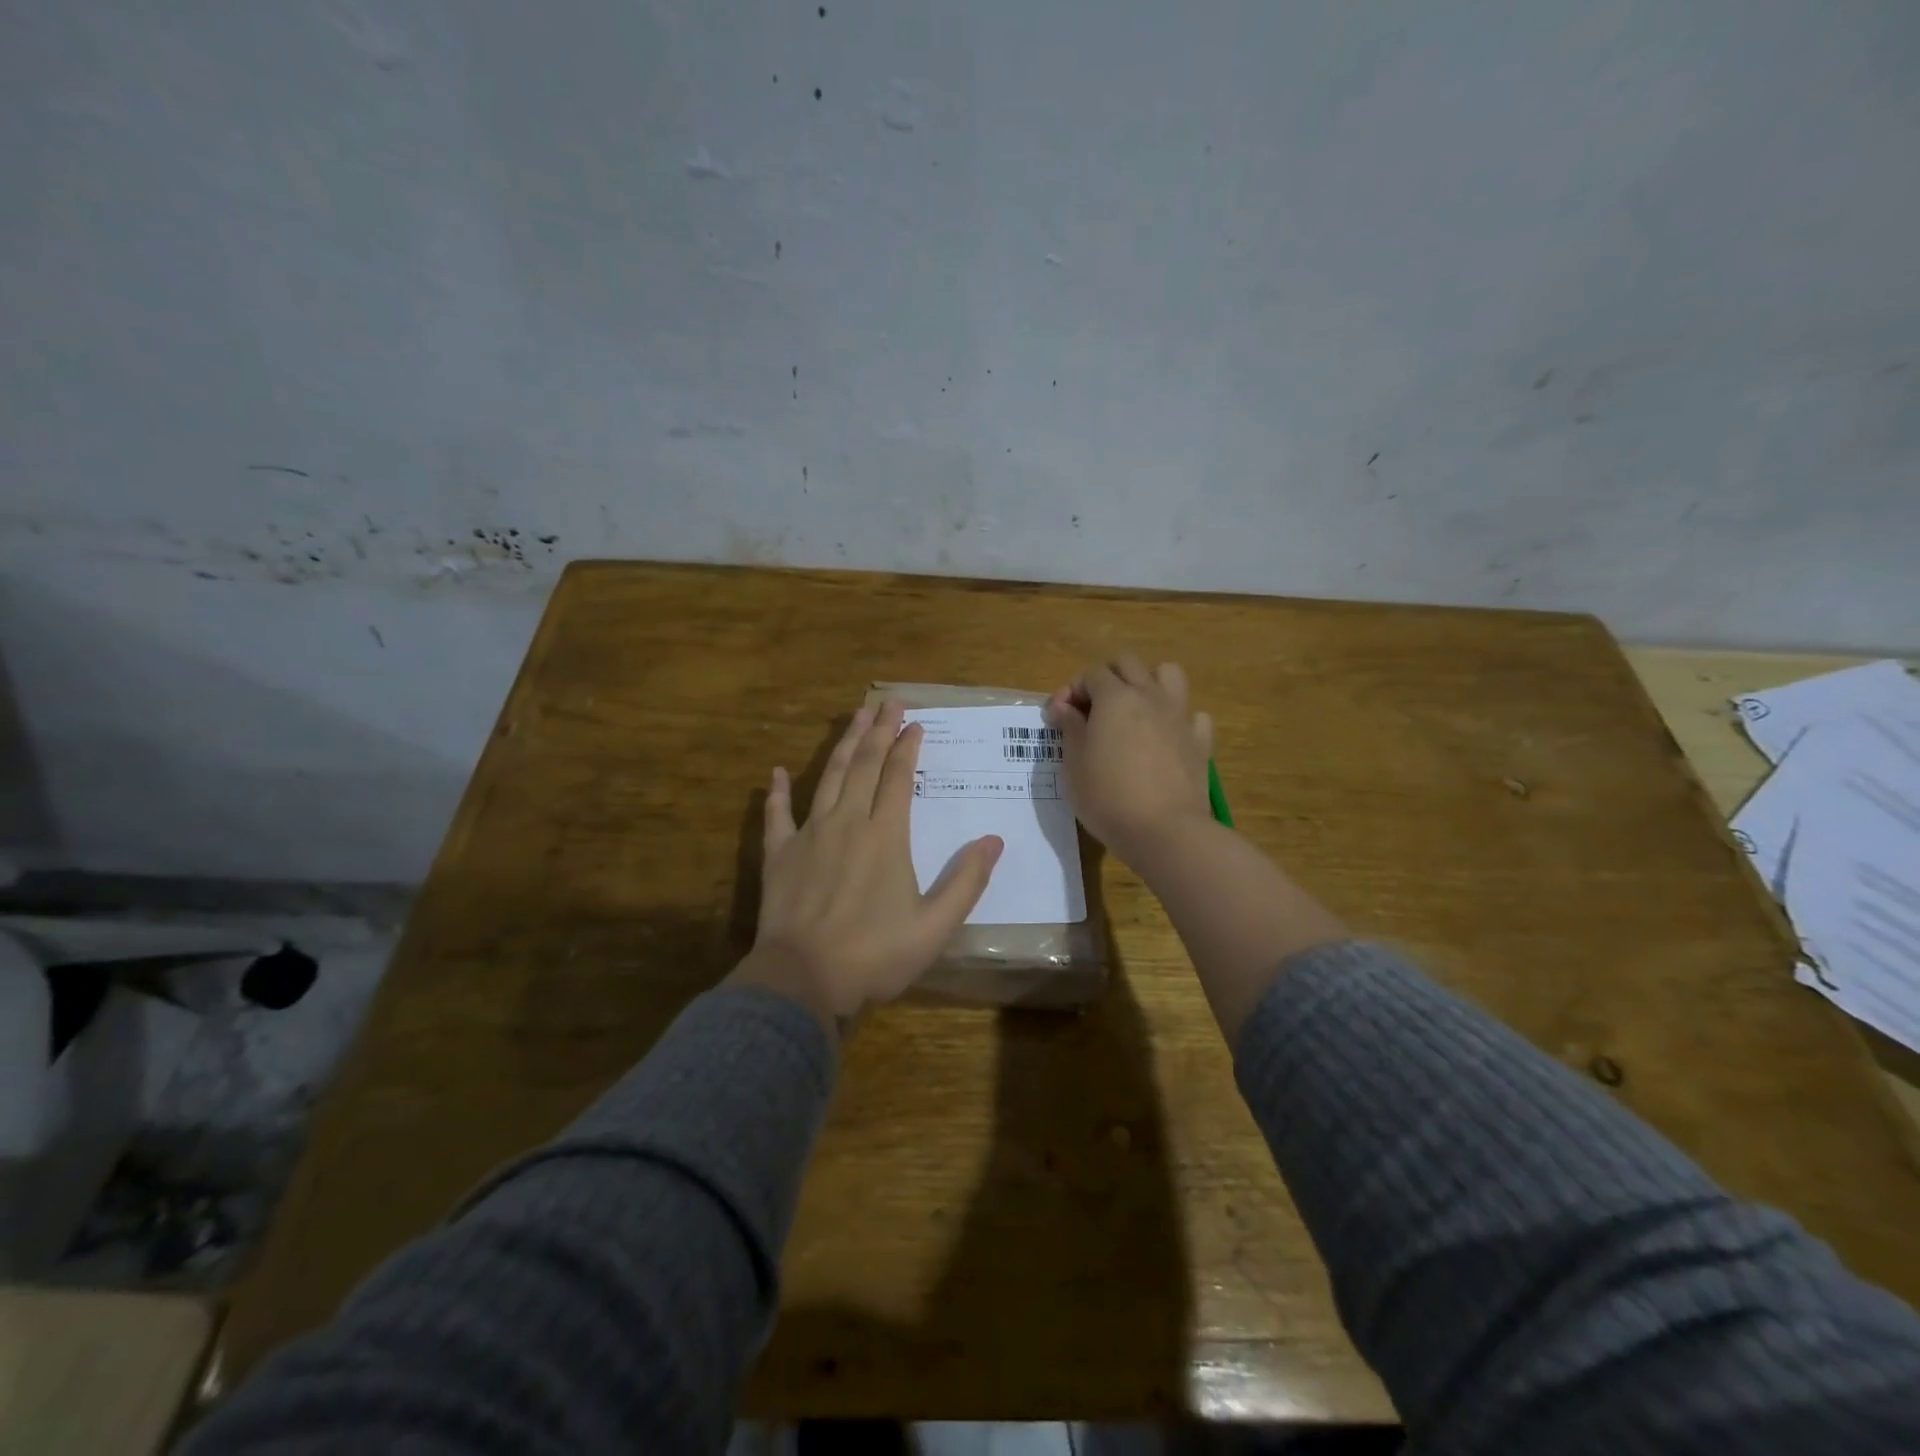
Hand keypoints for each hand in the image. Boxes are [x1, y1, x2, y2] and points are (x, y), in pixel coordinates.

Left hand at [730, 700, 1003, 1028]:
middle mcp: (847, 822)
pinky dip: (777, 792)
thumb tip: (994, 840)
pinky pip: (777, 815)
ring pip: (829, 777)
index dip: (907, 746)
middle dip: (878, 730)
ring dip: (843, 744)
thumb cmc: (875, 954)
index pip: (898, 777)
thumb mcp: (935, 926)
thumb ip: (966, 881)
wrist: (803, 979)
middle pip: (864, 764)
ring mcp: (809, 835)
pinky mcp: (779, 854)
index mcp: (886, 835)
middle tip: (887, 701)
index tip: (915, 723)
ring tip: (854, 716)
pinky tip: (777, 772)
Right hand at [1046, 655, 1213, 865]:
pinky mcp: (1200, 741)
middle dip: (1107, 677)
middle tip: (1093, 709)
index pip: (1091, 674)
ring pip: (1168, 674)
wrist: (1164, 831)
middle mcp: (1149, 696)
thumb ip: (1070, 728)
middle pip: (1128, 663)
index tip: (1061, 718)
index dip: (1072, 690)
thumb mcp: (1073, 764)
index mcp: (1115, 698)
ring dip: (1149, 683)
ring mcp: (1179, 716)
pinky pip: (1193, 715)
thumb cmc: (1107, 797)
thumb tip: (1063, 706)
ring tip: (1134, 710)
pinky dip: (1179, 719)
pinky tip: (1167, 738)